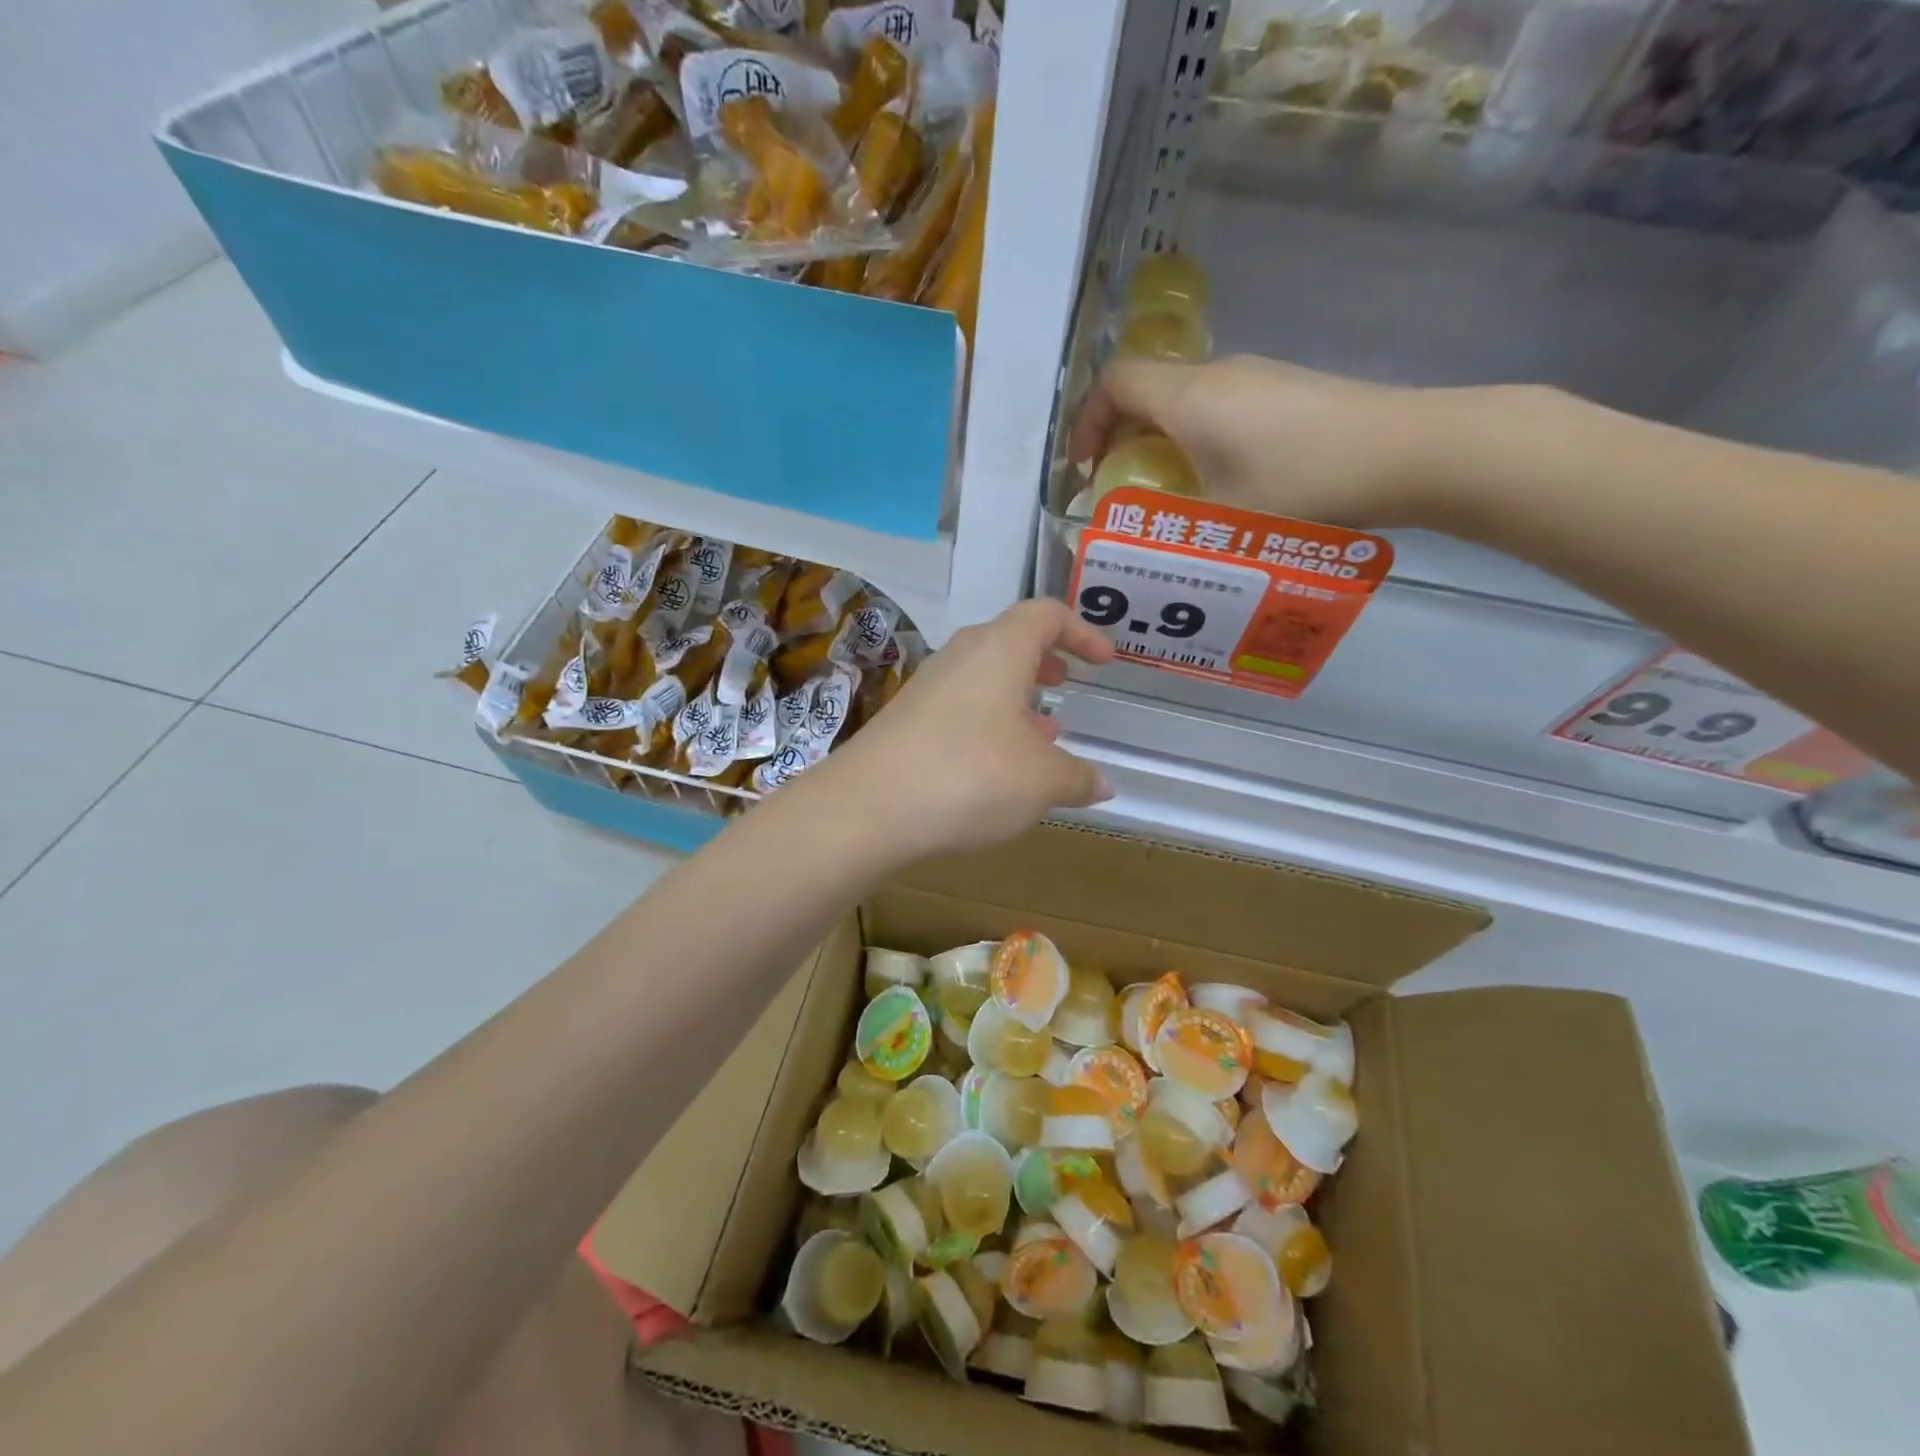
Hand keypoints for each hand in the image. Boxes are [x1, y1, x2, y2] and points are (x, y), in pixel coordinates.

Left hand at [822, 599, 1115, 862]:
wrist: (867, 809)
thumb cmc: (970, 777)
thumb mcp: (1041, 782)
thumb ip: (1078, 777)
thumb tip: (1103, 783)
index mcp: (999, 651)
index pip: (1045, 615)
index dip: (1081, 631)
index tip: (1104, 661)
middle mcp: (959, 658)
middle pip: (1007, 642)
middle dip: (1041, 662)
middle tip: (1062, 687)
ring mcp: (925, 689)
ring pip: (980, 680)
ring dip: (1013, 700)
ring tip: (1038, 738)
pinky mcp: (902, 722)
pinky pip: (956, 710)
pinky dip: (985, 725)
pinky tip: (993, 769)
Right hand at [1067, 354, 1459, 529]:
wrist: (1409, 451)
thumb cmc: (1303, 485)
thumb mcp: (1222, 517)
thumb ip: (1169, 520)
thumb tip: (1136, 534)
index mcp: (1189, 398)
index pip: (1114, 382)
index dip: (1087, 422)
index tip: (1083, 468)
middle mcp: (1218, 374)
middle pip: (1147, 388)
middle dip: (1121, 436)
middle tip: (1121, 487)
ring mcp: (1257, 376)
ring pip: (1185, 397)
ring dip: (1162, 438)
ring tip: (1170, 491)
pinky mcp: (1287, 388)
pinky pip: (1220, 404)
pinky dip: (1199, 436)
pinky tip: (1223, 479)